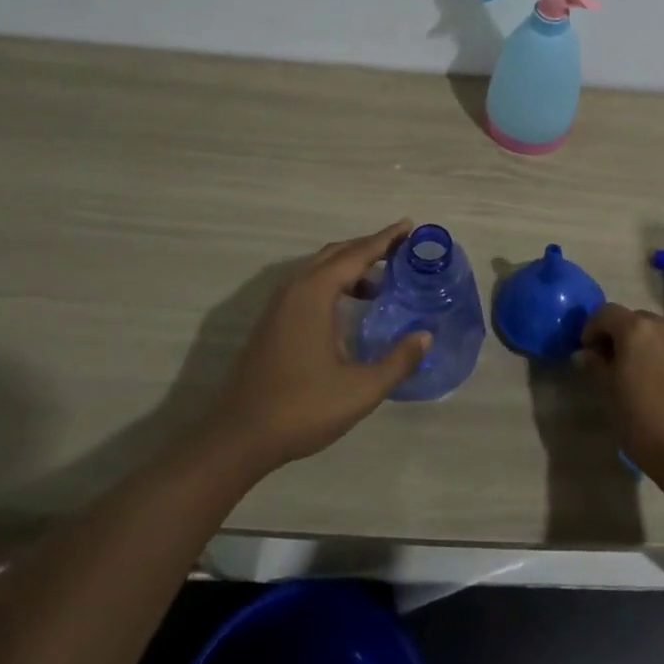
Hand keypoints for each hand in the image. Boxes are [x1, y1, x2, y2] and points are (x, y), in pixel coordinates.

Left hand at [206, 221, 430, 471]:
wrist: (238, 438)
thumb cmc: (302, 408)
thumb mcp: (361, 389)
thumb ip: (398, 360)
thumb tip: (425, 336)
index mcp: (315, 293)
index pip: (358, 253)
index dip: (386, 239)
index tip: (410, 226)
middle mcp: (295, 289)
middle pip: (337, 254)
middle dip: (370, 248)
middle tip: (402, 250)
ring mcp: (279, 305)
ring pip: (321, 270)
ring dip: (352, 268)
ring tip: (383, 284)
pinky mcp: (273, 323)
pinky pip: (310, 286)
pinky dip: (335, 284)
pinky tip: (351, 309)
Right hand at [578, 303, 663, 496]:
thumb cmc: (646, 426)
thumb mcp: (611, 396)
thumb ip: (596, 366)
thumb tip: (585, 353)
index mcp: (636, 329)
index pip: (606, 313)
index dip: (593, 328)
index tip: (589, 350)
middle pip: (637, 320)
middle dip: (623, 336)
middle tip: (617, 364)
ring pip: (663, 333)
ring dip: (651, 346)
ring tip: (648, 375)